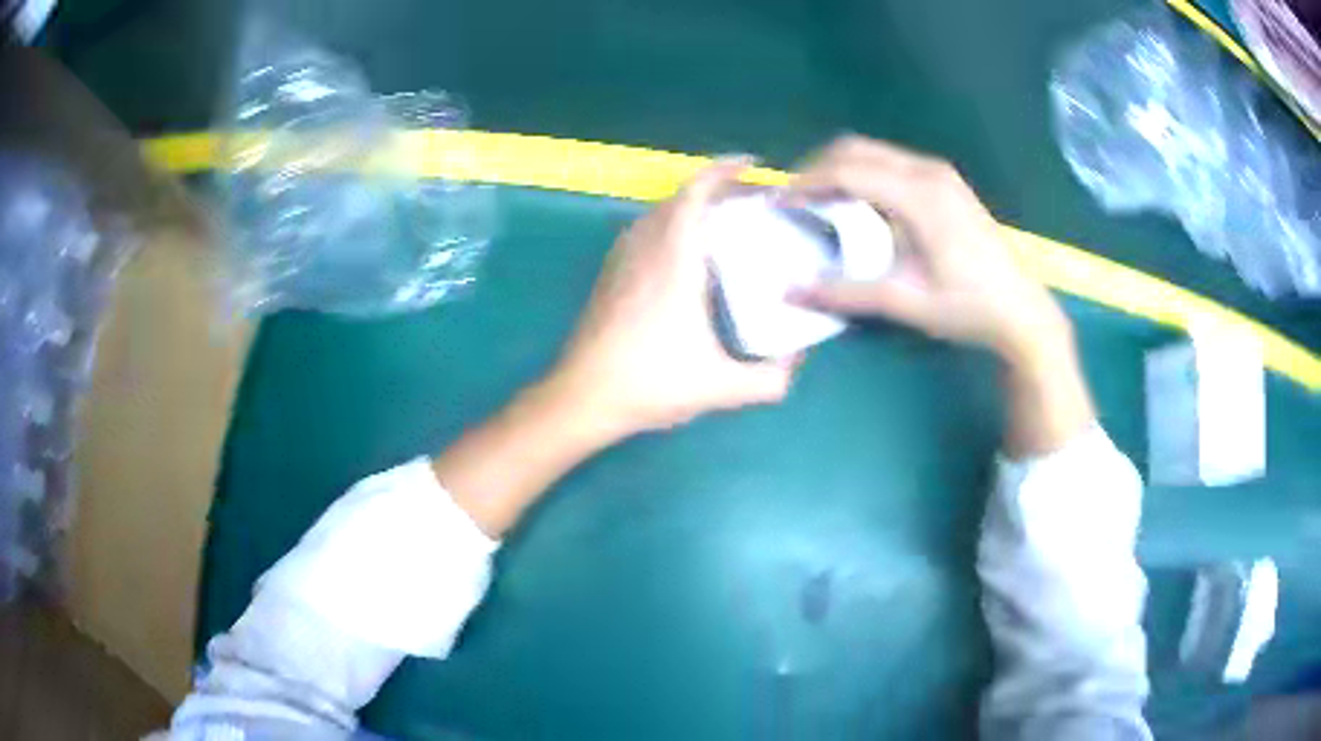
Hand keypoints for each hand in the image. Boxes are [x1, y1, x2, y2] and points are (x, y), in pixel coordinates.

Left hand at [546, 159, 798, 438]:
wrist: (582, 397)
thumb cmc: (649, 383)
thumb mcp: (721, 387)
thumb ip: (770, 379)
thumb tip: (798, 361)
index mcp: (673, 259)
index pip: (695, 193)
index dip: (723, 170)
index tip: (753, 165)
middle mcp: (644, 248)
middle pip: (679, 197)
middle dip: (715, 189)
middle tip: (750, 201)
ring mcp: (621, 260)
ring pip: (658, 213)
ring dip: (690, 206)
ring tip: (723, 222)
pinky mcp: (609, 275)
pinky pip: (644, 232)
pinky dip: (670, 225)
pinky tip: (686, 255)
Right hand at [786, 136, 1070, 366]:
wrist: (1021, 309)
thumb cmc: (967, 307)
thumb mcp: (906, 303)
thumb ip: (846, 293)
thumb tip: (790, 292)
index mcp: (919, 196)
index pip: (847, 170)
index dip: (806, 182)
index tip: (778, 202)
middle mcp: (927, 171)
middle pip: (856, 148)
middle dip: (817, 168)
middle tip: (793, 199)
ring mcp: (939, 173)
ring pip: (873, 151)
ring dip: (839, 168)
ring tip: (817, 200)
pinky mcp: (945, 181)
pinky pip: (890, 162)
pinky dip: (863, 173)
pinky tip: (857, 203)